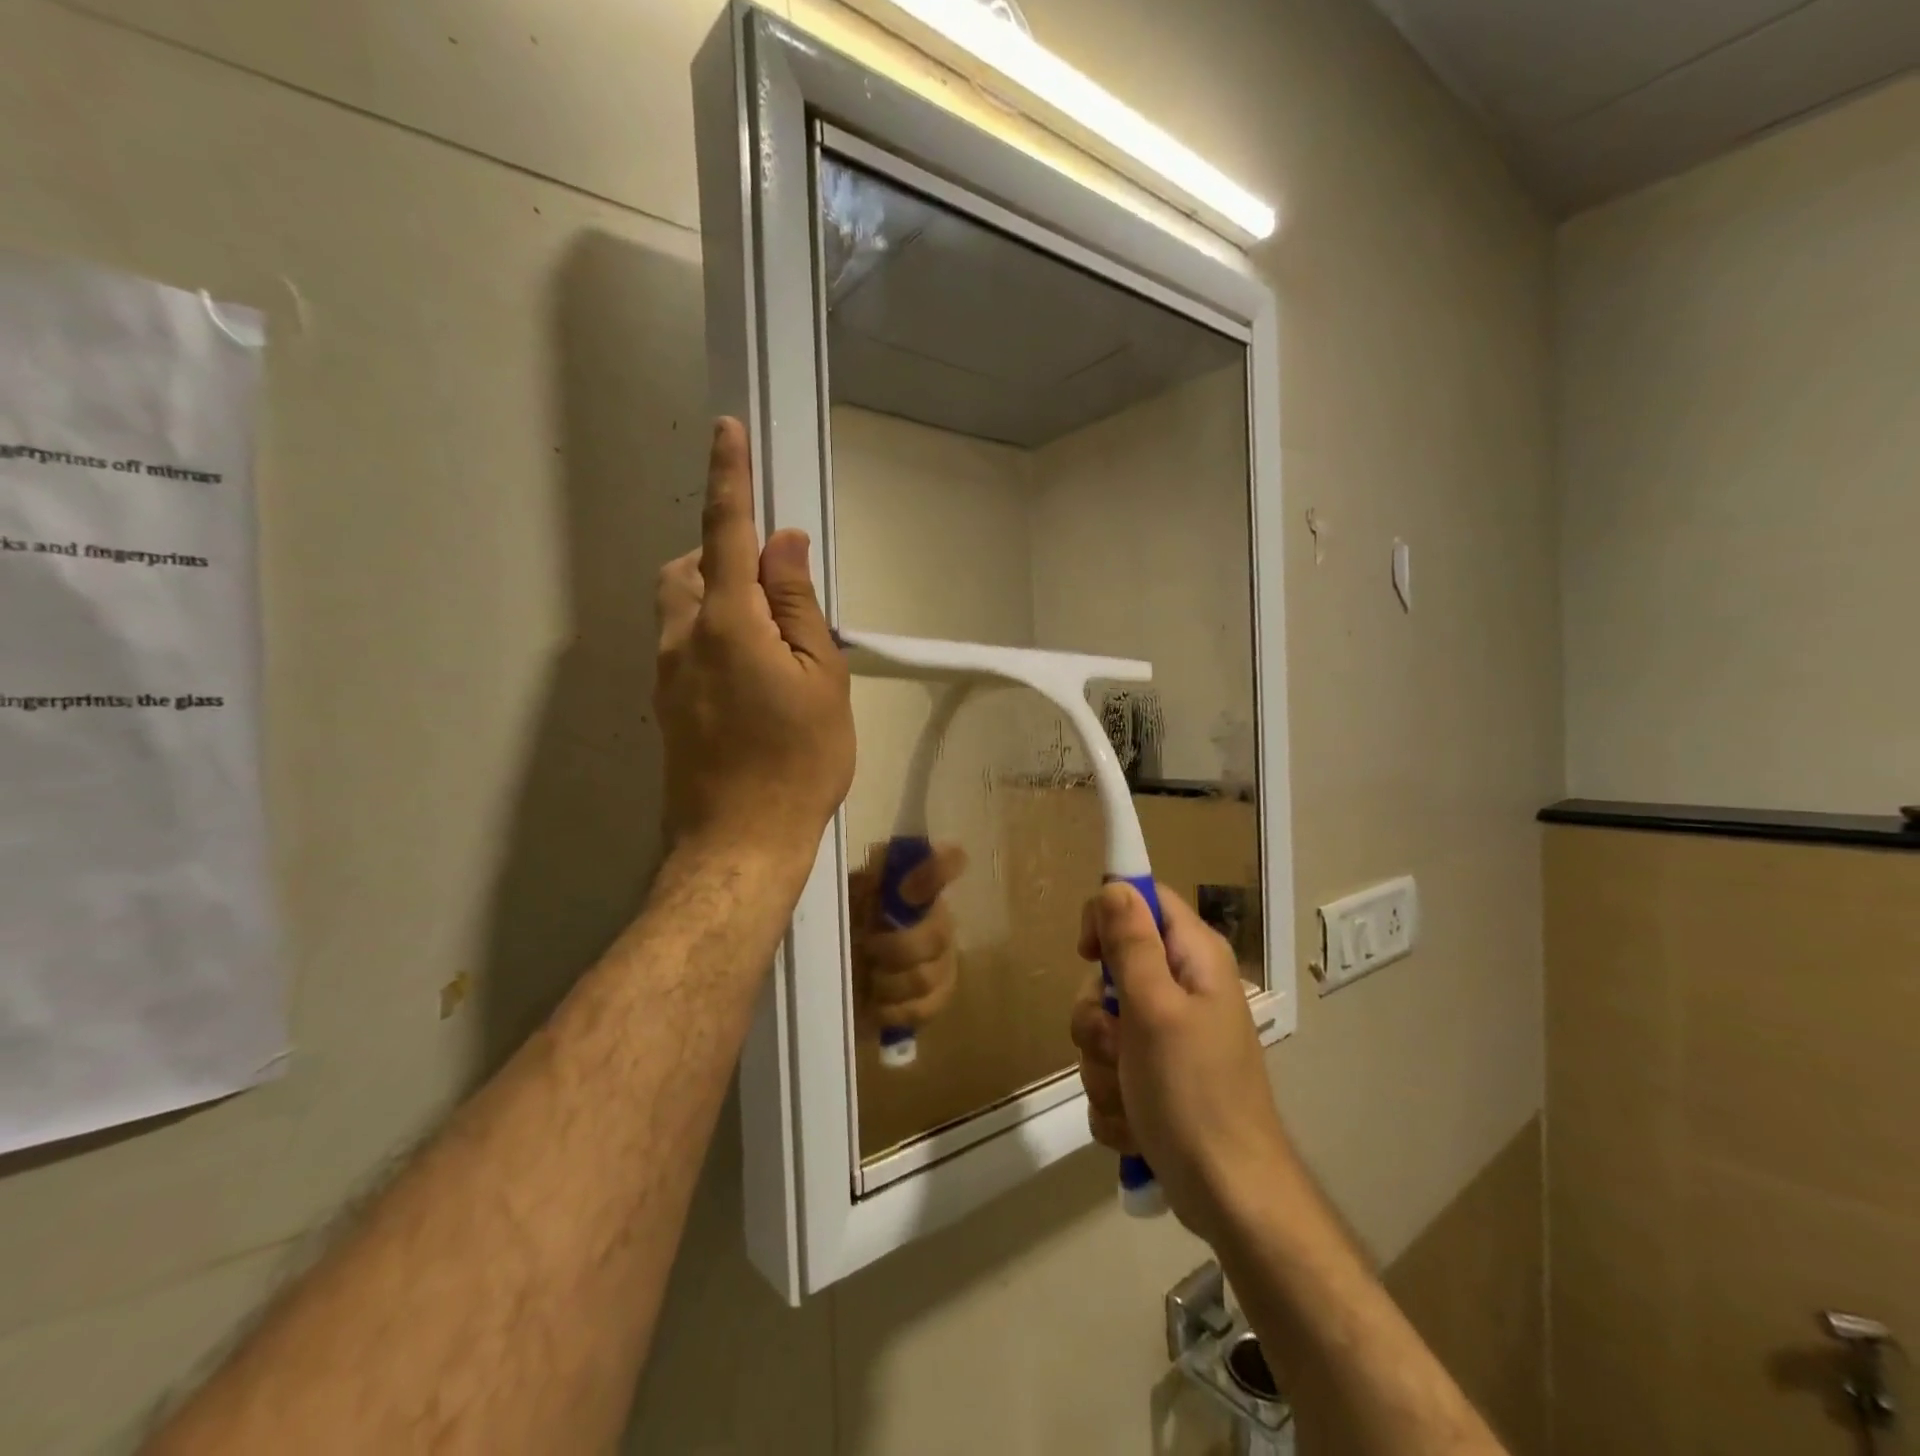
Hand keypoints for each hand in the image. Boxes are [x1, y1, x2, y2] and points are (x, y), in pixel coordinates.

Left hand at [655, 419, 854, 864]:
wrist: (741, 842)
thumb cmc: (798, 761)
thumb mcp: (822, 679)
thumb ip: (799, 606)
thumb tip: (785, 546)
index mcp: (727, 623)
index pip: (726, 533)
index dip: (729, 478)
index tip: (726, 432)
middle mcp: (682, 638)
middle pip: (688, 567)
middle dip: (722, 554)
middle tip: (775, 590)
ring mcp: (666, 675)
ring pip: (680, 606)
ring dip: (717, 597)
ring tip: (769, 639)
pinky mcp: (665, 706)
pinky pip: (683, 645)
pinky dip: (712, 634)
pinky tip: (751, 680)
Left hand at [849, 843, 968, 1030]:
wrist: (833, 976)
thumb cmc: (842, 924)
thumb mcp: (846, 894)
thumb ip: (869, 879)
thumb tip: (882, 863)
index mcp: (917, 885)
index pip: (948, 863)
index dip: (939, 871)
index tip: (906, 891)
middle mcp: (939, 918)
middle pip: (938, 935)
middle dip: (897, 948)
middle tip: (868, 948)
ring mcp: (943, 960)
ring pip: (927, 977)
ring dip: (889, 982)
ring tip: (868, 978)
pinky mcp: (936, 999)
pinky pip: (925, 1008)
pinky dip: (894, 1010)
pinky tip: (876, 1003)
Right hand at [1071, 883, 1289, 1243]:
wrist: (1230, 1199)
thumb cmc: (1195, 1094)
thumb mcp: (1155, 1010)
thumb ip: (1132, 944)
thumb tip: (1114, 885)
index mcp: (1193, 959)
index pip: (1142, 900)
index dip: (1108, 917)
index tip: (1089, 955)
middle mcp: (1183, 989)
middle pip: (1112, 971)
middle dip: (1098, 1016)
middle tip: (1117, 1045)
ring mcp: (1168, 1037)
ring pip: (1102, 1028)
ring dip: (1102, 1066)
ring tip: (1130, 1097)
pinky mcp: (1155, 1079)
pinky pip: (1109, 1071)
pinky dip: (1113, 1099)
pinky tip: (1135, 1124)